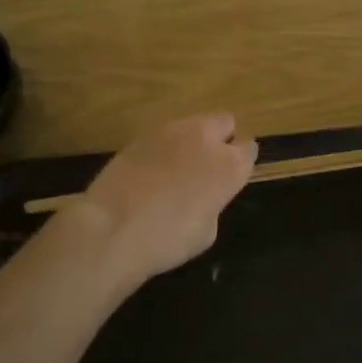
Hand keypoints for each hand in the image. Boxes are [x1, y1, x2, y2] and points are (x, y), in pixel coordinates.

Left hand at [79, 113, 257, 290]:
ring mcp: (172, 130)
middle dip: (221, 139)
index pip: (249, 148)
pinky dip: (164, 147)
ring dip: (192, 140)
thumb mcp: (206, 232)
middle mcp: (206, 139)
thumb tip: (205, 194)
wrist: (113, 228)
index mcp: (230, 166)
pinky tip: (151, 170)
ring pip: (193, 124)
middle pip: (225, 122)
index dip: (241, 161)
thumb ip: (214, 202)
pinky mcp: (142, 133)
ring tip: (176, 167)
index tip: (231, 176)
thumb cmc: (167, 240)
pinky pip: (164, 134)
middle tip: (206, 165)